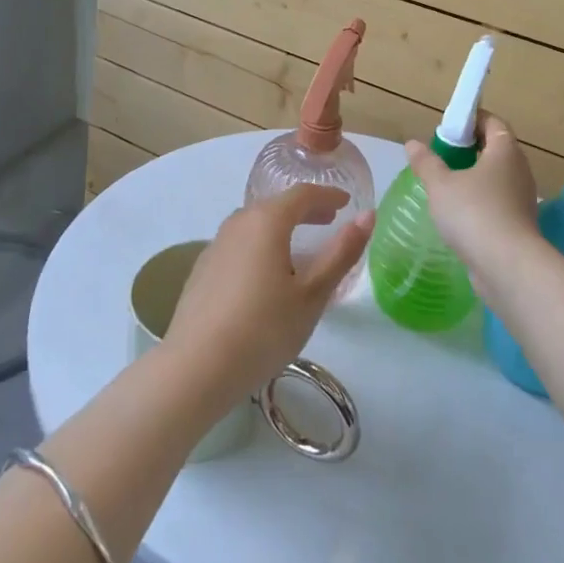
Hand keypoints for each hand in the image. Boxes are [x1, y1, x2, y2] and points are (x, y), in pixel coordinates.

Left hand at [163, 185, 374, 411]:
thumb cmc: (263, 329)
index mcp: (267, 221)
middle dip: (305, 210)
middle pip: (276, 205)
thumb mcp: (312, 295)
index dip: (328, 195)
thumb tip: (368, 216)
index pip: (303, 194)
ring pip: (254, 224)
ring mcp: (215, 245)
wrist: (195, 368)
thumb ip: (341, 253)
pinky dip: (259, 246)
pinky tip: (264, 275)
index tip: (347, 203)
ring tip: (299, 248)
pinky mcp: (202, 269)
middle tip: (328, 221)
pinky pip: (238, 244)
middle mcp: (238, 222)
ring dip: (280, 227)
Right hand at [406, 112, 541, 284]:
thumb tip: (412, 144)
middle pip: (496, 149)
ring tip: (445, 185)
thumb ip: (426, 162)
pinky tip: (458, 213)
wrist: (508, 266)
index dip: (471, 119)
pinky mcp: (519, 224)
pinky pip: (498, 202)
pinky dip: (480, 201)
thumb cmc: (474, 213)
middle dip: (470, 149)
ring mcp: (522, 199)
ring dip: (474, 177)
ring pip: (496, 178)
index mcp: (505, 151)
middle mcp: (519, 170)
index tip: (448, 127)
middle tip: (442, 155)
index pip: (492, 122)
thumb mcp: (440, 185)